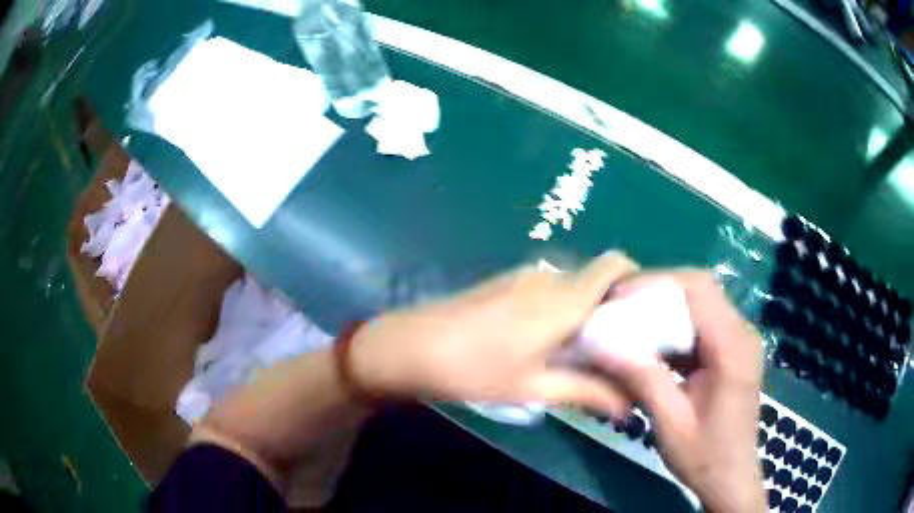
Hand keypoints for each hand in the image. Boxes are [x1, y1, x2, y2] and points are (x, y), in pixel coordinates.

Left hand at [349, 252, 637, 416]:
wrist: (409, 347)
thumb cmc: (474, 369)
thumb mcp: (534, 388)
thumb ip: (586, 392)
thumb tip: (629, 405)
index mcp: (563, 298)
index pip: (615, 264)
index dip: (637, 281)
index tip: (644, 316)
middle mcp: (548, 277)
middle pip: (597, 279)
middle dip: (614, 308)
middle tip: (620, 348)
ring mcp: (523, 277)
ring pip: (572, 287)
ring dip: (586, 313)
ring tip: (587, 353)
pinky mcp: (505, 284)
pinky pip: (549, 291)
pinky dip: (562, 312)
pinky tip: (549, 345)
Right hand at [592, 271, 765, 512]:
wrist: (732, 477)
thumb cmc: (705, 456)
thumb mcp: (670, 422)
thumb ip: (642, 378)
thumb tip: (601, 343)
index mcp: (733, 347)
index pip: (698, 289)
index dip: (657, 283)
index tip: (619, 295)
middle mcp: (742, 334)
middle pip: (701, 289)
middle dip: (658, 291)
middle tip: (620, 307)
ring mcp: (740, 341)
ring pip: (701, 304)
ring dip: (666, 309)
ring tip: (630, 323)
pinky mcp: (734, 351)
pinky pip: (704, 324)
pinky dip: (676, 328)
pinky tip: (654, 347)